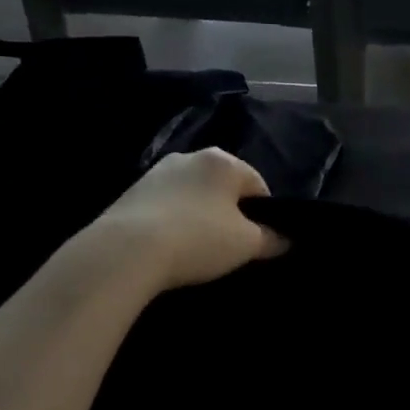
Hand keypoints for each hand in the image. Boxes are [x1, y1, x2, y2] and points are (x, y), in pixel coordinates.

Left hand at [92, 148, 287, 293]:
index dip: (264, 215)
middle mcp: (190, 156)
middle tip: (229, 246)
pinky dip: (173, 222)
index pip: (258, 185)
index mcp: (224, 161)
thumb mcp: (247, 244)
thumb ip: (272, 239)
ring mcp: (156, 172)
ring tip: (197, 249)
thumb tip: (285, 239)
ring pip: (193, 195)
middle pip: (223, 188)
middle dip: (230, 213)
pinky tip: (170, 248)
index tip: (258, 241)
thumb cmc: (198, 239)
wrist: (124, 252)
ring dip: (200, 216)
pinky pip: (165, 206)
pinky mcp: (129, 192)